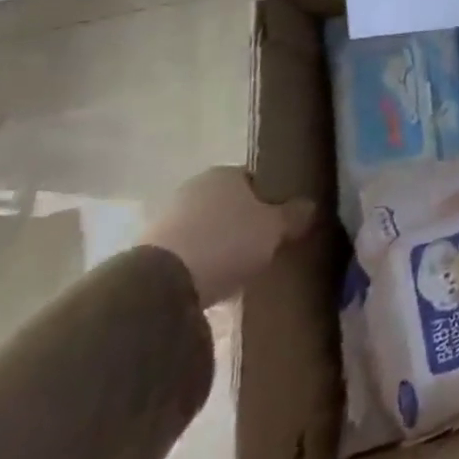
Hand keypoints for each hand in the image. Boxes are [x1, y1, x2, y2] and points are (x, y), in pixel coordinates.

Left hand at [143, 167, 315, 307]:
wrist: (159, 285)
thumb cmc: (226, 243)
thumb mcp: (275, 229)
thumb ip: (295, 216)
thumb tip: (310, 206)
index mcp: (224, 173)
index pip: (255, 179)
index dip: (271, 199)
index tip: (281, 221)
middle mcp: (194, 188)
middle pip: (228, 204)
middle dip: (243, 222)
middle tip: (262, 246)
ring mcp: (167, 218)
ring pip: (206, 228)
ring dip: (219, 244)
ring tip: (237, 270)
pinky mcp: (148, 252)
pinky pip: (186, 252)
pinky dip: (199, 264)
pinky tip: (211, 283)